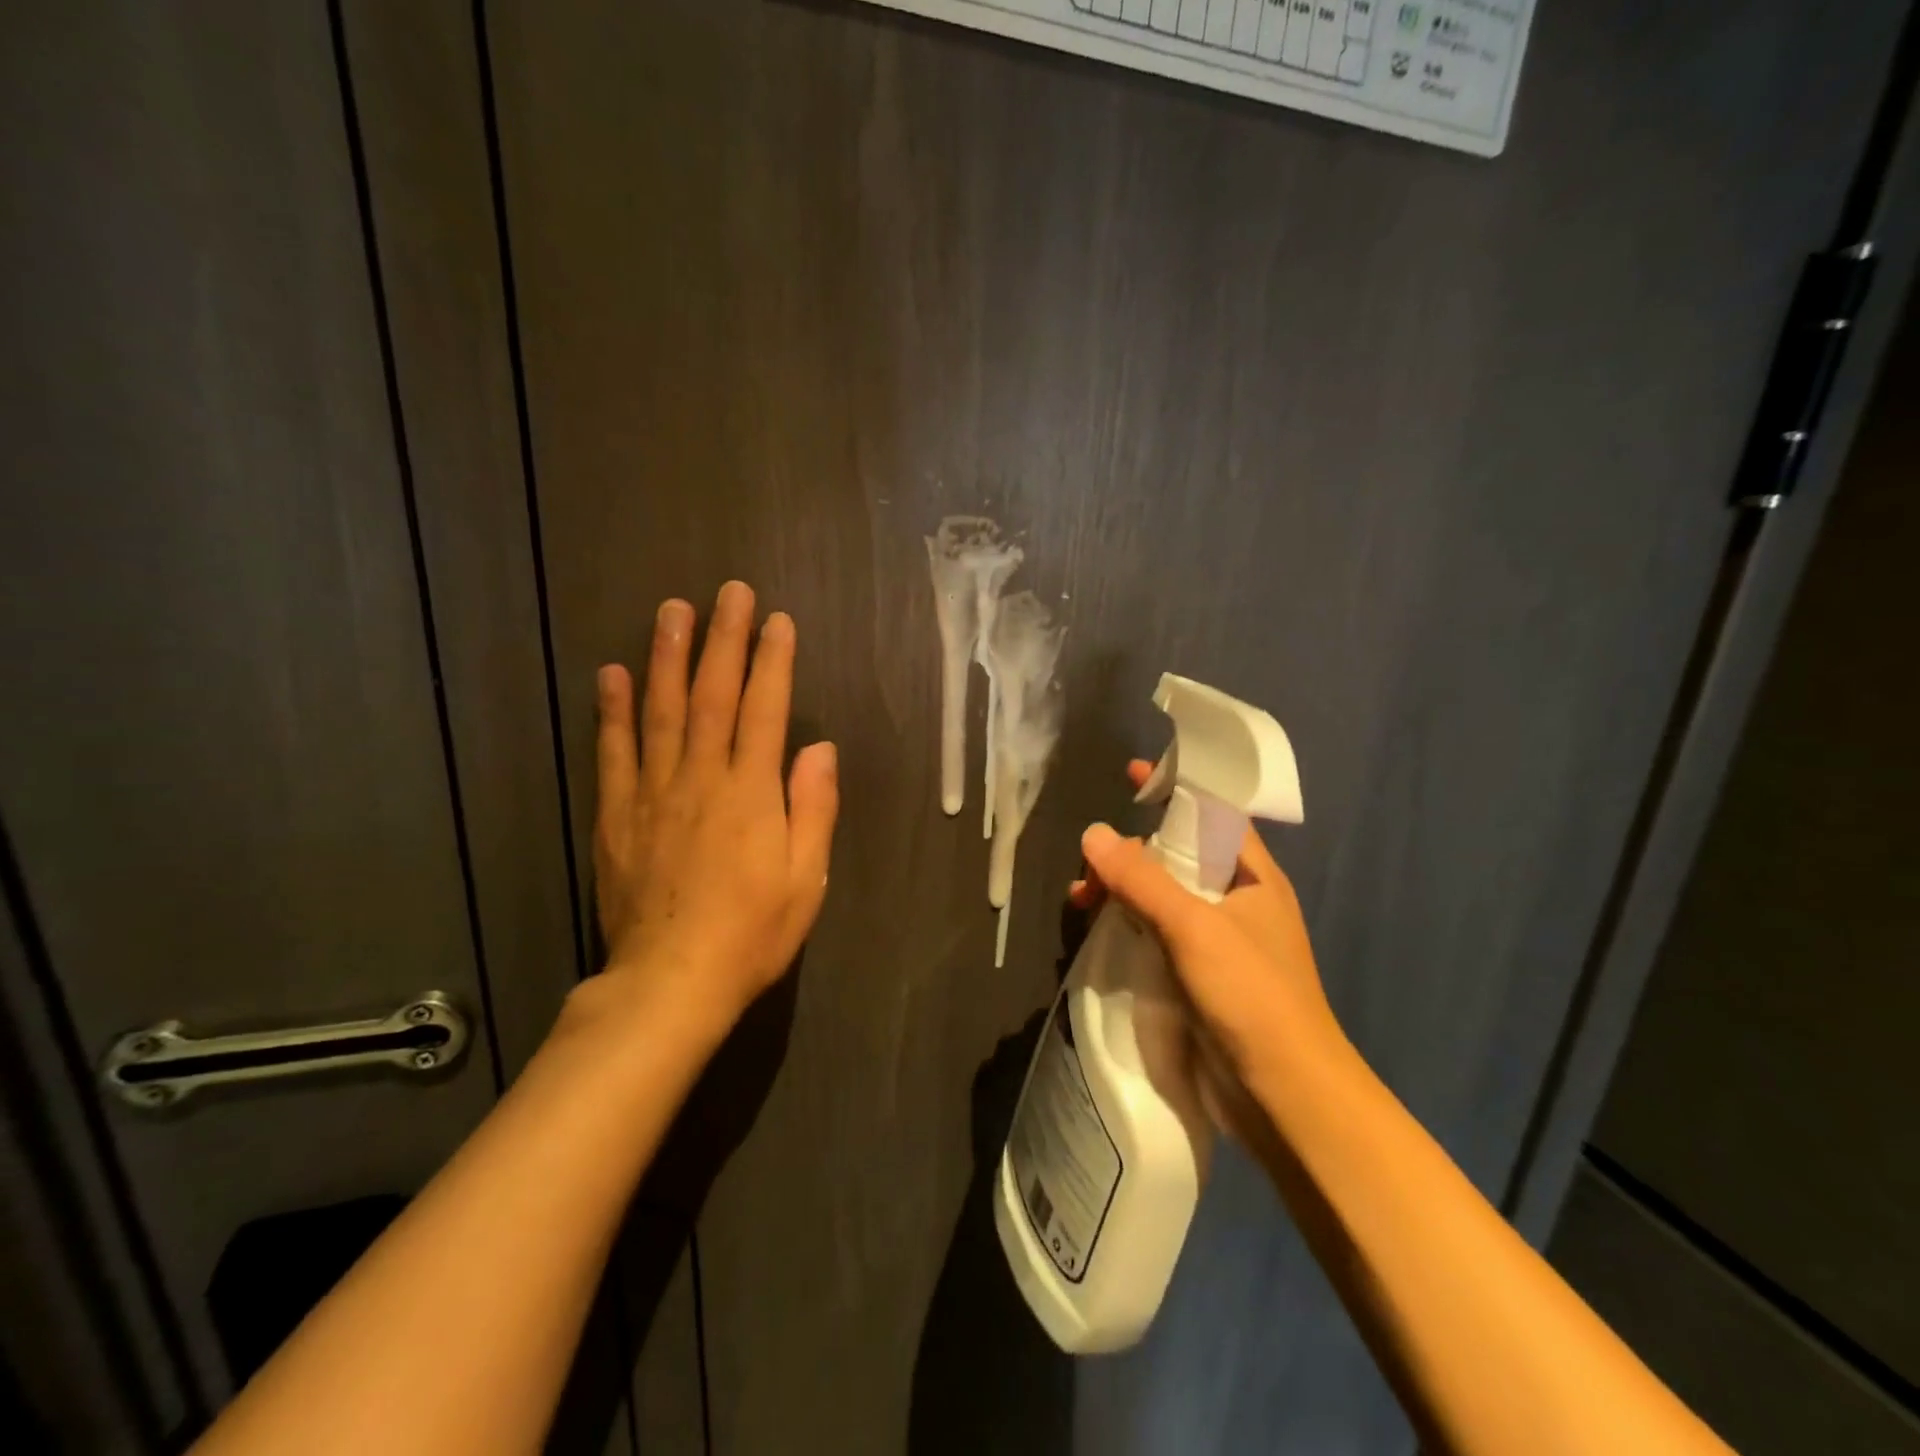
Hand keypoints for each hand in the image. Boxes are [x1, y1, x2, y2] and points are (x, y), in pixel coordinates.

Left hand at [590, 581, 838, 1036]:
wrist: (670, 983)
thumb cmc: (752, 933)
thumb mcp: (806, 879)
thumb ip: (813, 808)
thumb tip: (820, 748)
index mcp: (751, 794)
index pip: (765, 711)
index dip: (772, 662)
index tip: (776, 621)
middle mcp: (701, 779)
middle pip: (712, 696)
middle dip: (722, 640)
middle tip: (727, 592)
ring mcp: (653, 794)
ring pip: (659, 711)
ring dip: (666, 657)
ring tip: (670, 610)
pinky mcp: (618, 816)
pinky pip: (613, 753)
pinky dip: (612, 711)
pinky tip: (610, 674)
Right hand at [1069, 761, 1343, 1099]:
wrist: (1285, 1096)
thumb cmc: (1252, 995)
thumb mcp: (1194, 927)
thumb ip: (1142, 879)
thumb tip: (1093, 833)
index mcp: (1253, 878)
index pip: (1213, 815)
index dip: (1177, 790)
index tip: (1135, 775)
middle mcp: (1236, 903)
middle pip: (1177, 857)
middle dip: (1131, 852)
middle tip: (1089, 861)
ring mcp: (1216, 943)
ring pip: (1160, 899)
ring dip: (1120, 892)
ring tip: (1079, 902)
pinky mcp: (1196, 979)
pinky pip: (1154, 936)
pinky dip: (1125, 928)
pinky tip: (1095, 936)